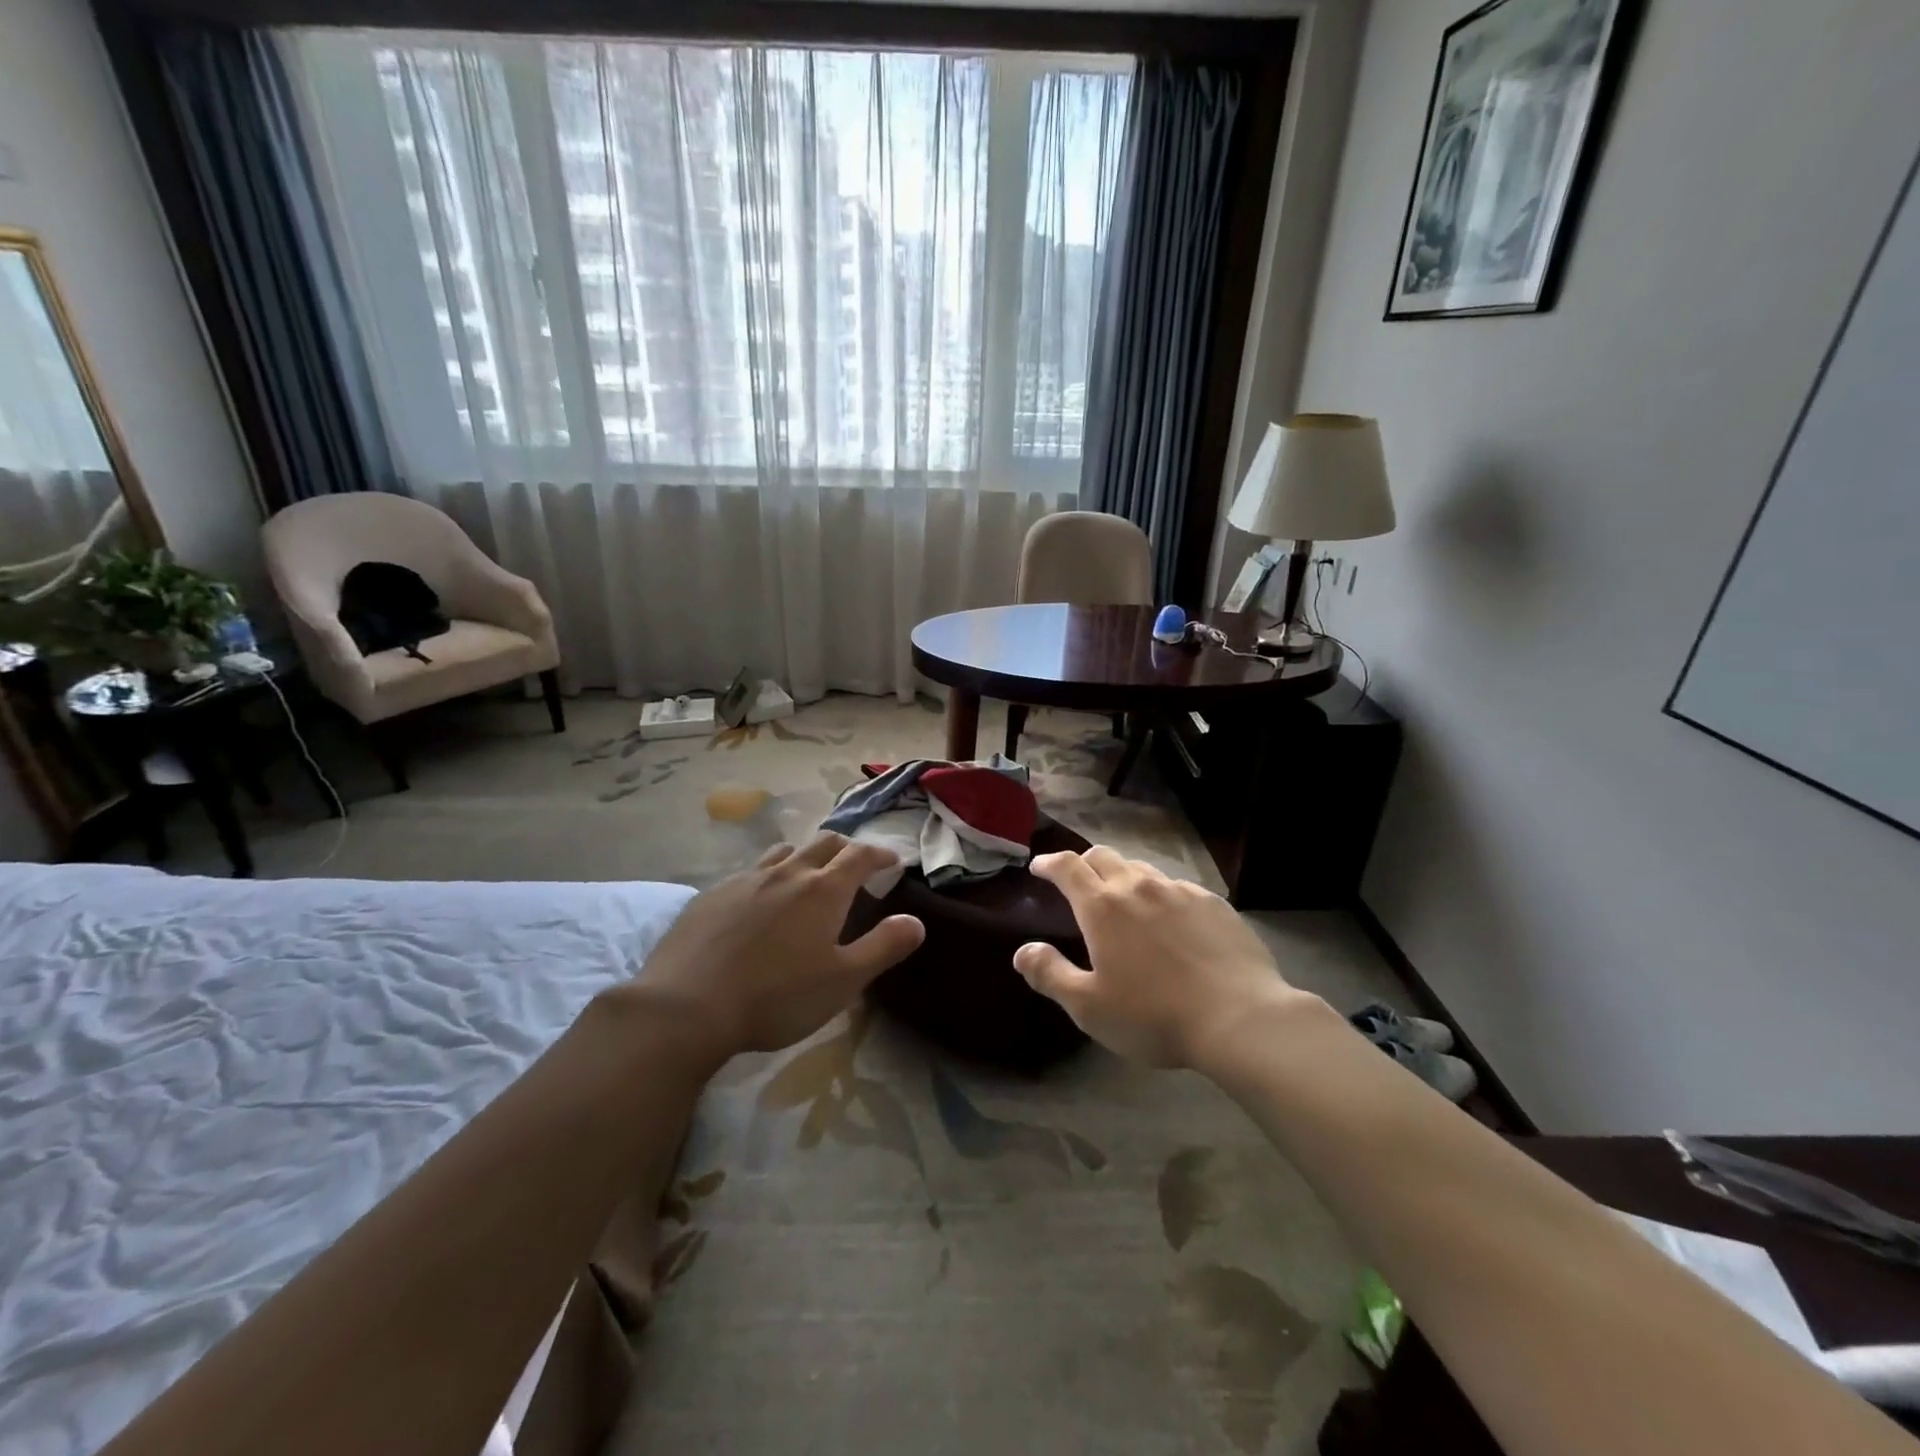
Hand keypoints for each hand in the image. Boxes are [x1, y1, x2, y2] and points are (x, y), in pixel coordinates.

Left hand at [639, 834, 924, 1057]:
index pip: (861, 855)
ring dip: (806, 857)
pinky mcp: (712, 894)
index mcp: (823, 889)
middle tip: (855, 865)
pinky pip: (751, 872)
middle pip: (824, 842)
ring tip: (808, 877)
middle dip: (846, 848)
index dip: (881, 854)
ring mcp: (746, 879)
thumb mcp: (842, 981)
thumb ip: (883, 947)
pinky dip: (769, 875)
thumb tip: (916, 921)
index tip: (893, 862)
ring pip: (785, 852)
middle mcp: (787, 872)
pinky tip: (759, 902)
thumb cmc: (776, 997)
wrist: (686, 1006)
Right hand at [1012, 847, 1300, 1068]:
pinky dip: (1161, 895)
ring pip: (1141, 869)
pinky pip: (1177, 887)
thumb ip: (1050, 975)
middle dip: (1083, 863)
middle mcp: (1138, 887)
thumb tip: (1022, 951)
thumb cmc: (1154, 1015)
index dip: (1049, 863)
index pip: (1067, 867)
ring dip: (1123, 877)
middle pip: (1103, 856)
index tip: (1039, 867)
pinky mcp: (1213, 903)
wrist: (1240, 1017)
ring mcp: (1179, 891)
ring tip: (1124, 901)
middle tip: (1078, 882)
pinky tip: (1171, 921)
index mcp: (1102, 907)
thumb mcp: (1089, 1007)